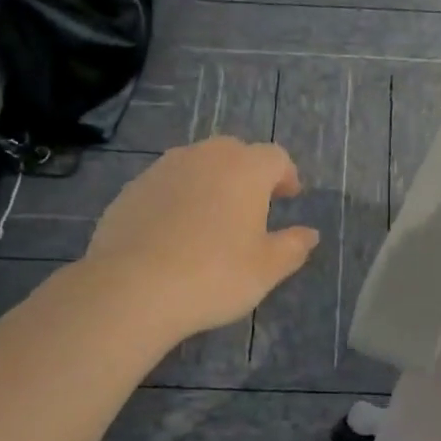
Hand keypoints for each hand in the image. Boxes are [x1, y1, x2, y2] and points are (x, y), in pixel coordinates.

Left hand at [84, 137, 319, 339]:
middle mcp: (205, 156)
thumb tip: (309, 234)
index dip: (286, 176)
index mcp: (245, 168)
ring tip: (213, 217)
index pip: (275, 157)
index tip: (289, 197)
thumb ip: (293, 247)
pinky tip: (174, 232)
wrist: (131, 287)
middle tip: (254, 205)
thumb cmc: (214, 275)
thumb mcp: (266, 269)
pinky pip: (166, 185)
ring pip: (197, 165)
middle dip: (248, 173)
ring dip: (211, 182)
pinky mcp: (132, 189)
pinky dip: (178, 198)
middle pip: (235, 152)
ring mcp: (163, 169)